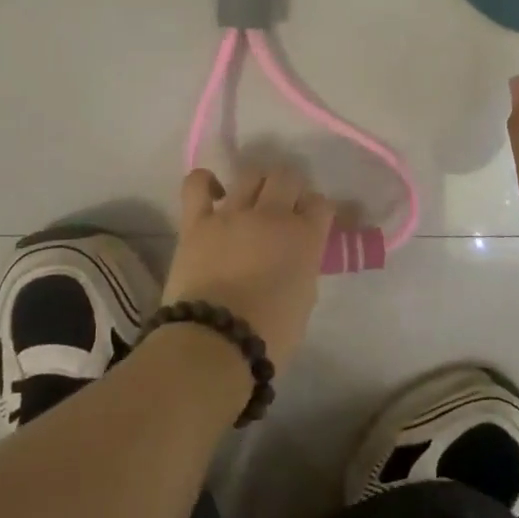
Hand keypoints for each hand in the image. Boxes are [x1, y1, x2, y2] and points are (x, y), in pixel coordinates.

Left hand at [162, 164, 335, 370]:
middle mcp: (272, 215)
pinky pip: (197, 184)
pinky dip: (206, 181)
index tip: (314, 222)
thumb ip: (302, 267)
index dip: (318, 211)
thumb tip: (294, 256)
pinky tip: (214, 192)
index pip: (322, 204)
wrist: (216, 343)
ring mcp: (232, 214)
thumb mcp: (304, 299)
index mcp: (305, 237)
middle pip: (287, 177)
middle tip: (286, 206)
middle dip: (291, 187)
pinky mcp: (197, 221)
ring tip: (254, 199)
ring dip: (257, 182)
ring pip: (250, 174)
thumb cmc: (270, 335)